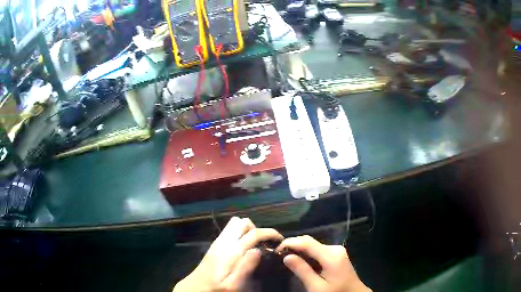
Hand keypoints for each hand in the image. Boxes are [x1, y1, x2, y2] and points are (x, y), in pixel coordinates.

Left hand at [174, 217, 283, 291]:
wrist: (194, 287)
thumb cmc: (215, 288)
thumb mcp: (232, 285)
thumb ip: (245, 267)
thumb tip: (258, 250)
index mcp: (231, 251)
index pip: (254, 232)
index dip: (269, 233)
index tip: (279, 241)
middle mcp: (224, 242)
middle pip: (242, 222)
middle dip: (257, 228)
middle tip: (265, 243)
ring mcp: (218, 242)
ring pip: (235, 224)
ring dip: (248, 230)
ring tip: (256, 245)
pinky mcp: (215, 246)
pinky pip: (230, 231)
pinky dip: (240, 234)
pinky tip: (244, 249)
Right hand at [277, 235, 370, 291]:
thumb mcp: (317, 287)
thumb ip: (302, 271)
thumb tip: (286, 256)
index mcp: (331, 255)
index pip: (306, 242)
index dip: (290, 243)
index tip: (275, 250)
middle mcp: (335, 248)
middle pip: (310, 242)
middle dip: (293, 246)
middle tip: (278, 255)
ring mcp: (337, 250)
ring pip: (313, 246)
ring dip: (299, 250)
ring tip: (286, 258)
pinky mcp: (337, 254)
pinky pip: (318, 250)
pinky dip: (307, 254)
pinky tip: (300, 261)